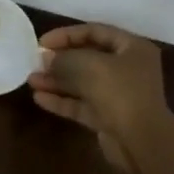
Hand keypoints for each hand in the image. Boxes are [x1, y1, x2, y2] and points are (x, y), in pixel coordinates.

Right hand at [28, 22, 173, 172]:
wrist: (141, 141)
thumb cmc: (119, 92)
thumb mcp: (88, 65)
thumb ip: (63, 58)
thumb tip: (46, 58)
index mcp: (132, 48)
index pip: (95, 31)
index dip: (66, 34)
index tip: (41, 43)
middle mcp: (128, 69)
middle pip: (88, 58)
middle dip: (60, 60)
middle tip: (36, 62)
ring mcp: (119, 95)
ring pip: (82, 83)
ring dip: (57, 81)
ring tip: (32, 80)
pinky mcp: (109, 118)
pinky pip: (82, 104)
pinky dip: (62, 100)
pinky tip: (39, 98)